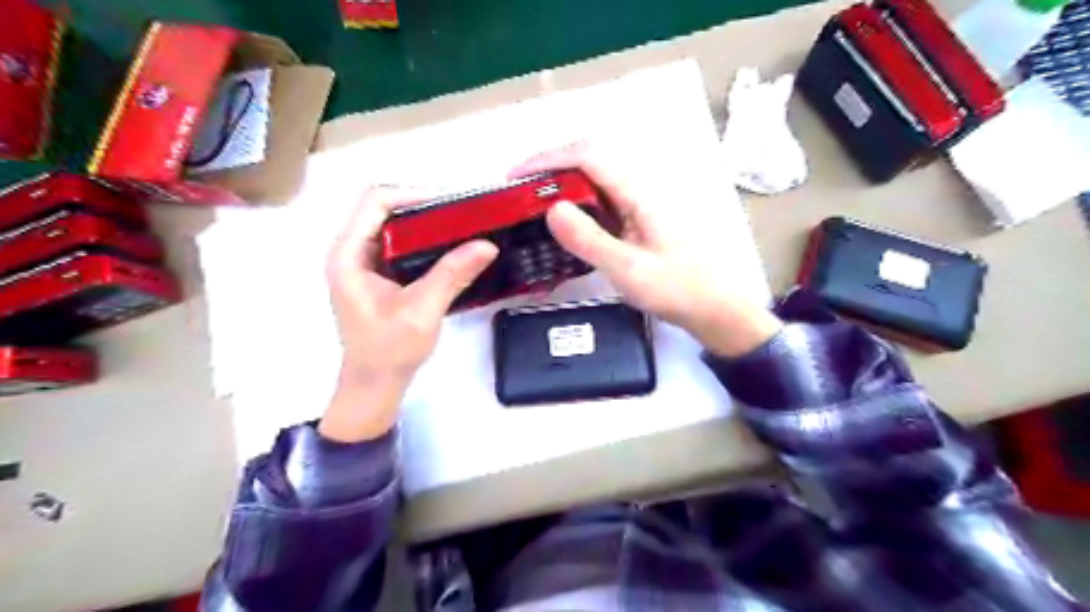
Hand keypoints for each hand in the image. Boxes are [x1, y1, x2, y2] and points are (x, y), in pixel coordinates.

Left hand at [320, 184, 497, 438]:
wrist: (375, 386)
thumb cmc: (389, 351)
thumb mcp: (422, 310)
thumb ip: (452, 274)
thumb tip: (487, 244)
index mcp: (348, 254)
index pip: (376, 201)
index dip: (414, 194)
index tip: (452, 205)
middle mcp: (352, 252)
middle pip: (386, 210)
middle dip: (426, 209)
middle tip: (464, 217)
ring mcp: (364, 265)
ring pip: (396, 228)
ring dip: (428, 227)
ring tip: (463, 230)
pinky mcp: (379, 278)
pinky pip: (402, 248)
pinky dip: (427, 245)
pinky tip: (451, 252)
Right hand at [513, 138, 783, 354]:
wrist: (715, 308)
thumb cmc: (678, 290)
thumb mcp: (629, 270)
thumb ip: (590, 240)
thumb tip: (552, 208)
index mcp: (639, 194)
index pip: (588, 156)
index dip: (548, 159)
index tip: (515, 177)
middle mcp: (640, 190)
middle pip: (590, 160)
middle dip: (550, 168)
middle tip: (519, 193)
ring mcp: (641, 204)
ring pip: (595, 180)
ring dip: (562, 185)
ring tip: (532, 207)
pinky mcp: (640, 220)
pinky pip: (602, 202)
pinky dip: (577, 205)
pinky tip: (564, 225)